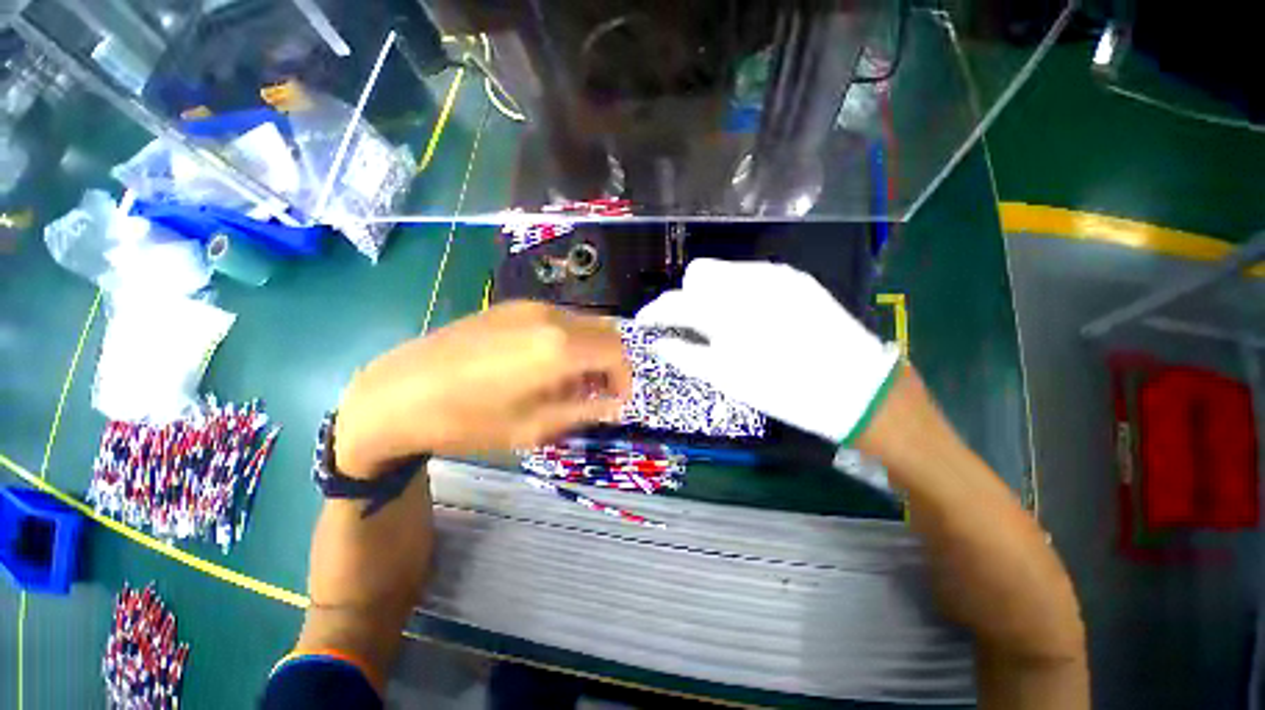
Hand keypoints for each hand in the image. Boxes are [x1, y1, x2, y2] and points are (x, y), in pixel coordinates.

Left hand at [334, 301, 631, 476]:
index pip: (617, 352)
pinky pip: (557, 320)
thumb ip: (584, 411)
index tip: (617, 401)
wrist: (397, 393)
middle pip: (605, 332)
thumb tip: (614, 405)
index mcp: (560, 347)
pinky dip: (567, 340)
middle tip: (597, 392)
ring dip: (590, 351)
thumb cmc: (468, 419)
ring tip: (570, 382)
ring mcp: (528, 307)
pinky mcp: (509, 307)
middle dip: (611, 363)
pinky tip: (544, 364)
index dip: (625, 377)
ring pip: (582, 324)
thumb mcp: (533, 427)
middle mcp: (551, 317)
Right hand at [635, 259, 899, 444]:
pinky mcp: (795, 277)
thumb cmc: (785, 391)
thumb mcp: (727, 379)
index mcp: (726, 311)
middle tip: (695, 327)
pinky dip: (740, 292)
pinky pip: (752, 275)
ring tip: (726, 324)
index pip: (675, 301)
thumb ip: (686, 356)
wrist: (857, 387)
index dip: (655, 312)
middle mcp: (747, 281)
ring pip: (725, 271)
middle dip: (688, 296)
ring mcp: (775, 275)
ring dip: (714, 293)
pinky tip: (753, 317)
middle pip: (698, 273)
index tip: (646, 322)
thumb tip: (659, 343)